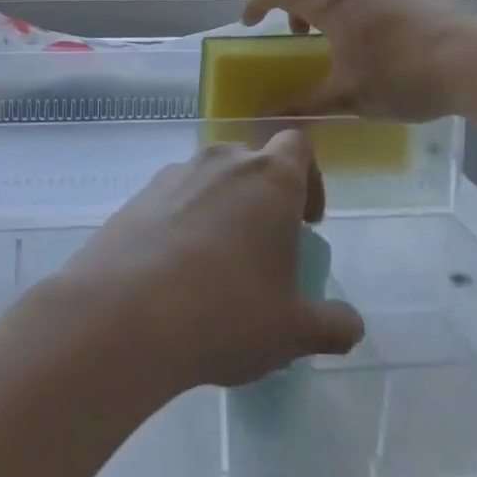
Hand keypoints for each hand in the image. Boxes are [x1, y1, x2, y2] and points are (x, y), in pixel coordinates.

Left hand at [59, 129, 363, 391]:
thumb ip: (331, 325)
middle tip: (264, 247)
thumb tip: (350, 325)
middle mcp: (223, 162)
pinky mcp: (139, 194)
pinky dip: (183, 220)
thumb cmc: (226, 312)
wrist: (126, 312)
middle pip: (251, 160)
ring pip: (210, 178)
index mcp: (270, 178)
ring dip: (222, 207)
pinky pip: (174, 197)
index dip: (309, 177)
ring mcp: (176, 173)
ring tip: (218, 264)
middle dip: (263, 195)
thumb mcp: (292, 331)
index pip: (297, 145)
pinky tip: (176, 270)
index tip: (307, 222)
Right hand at [240, 0, 476, 121]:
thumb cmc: (402, 76)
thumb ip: (304, 107)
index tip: (249, 23)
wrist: (475, 60)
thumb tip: (264, 118)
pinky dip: (359, 9)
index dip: (256, 2)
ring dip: (329, 2)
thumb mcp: (348, 99)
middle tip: (300, 33)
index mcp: (330, 4)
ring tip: (340, 41)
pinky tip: (379, 46)